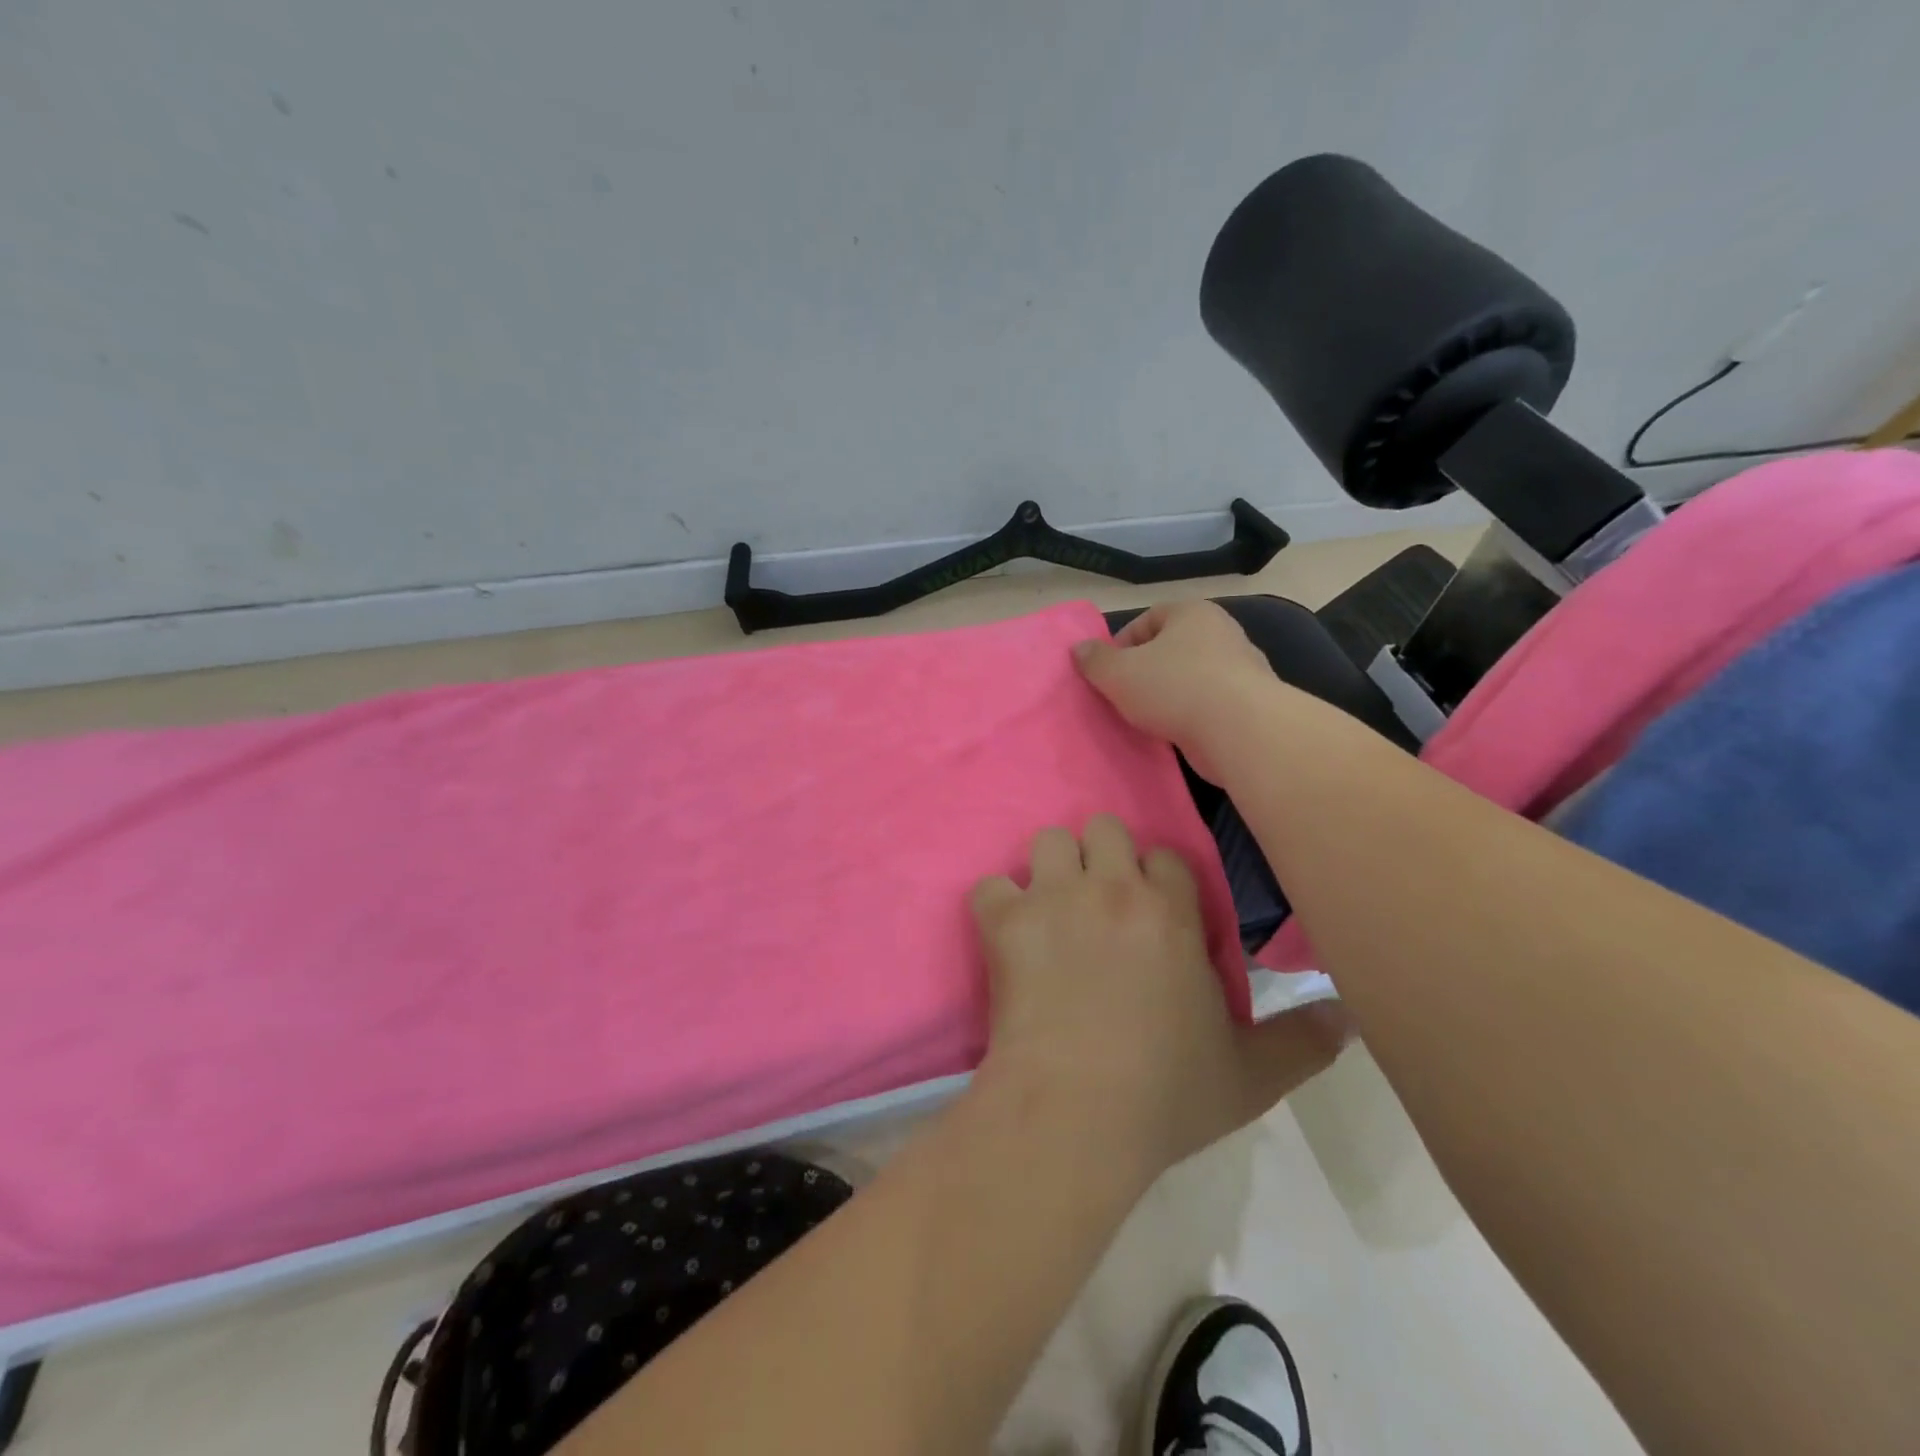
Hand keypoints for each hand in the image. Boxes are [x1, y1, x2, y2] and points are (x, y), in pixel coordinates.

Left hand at [971, 817, 1348, 1179]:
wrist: (1074, 1112)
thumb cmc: (1165, 1093)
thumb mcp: (1251, 1076)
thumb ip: (1304, 1040)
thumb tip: (1352, 1016)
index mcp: (1171, 912)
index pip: (1168, 856)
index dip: (1160, 881)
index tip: (1156, 915)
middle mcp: (1111, 888)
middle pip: (1104, 828)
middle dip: (1102, 858)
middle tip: (1100, 905)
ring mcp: (1053, 898)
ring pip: (1047, 840)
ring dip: (1051, 869)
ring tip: (1053, 911)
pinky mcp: (1004, 921)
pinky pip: (989, 885)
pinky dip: (997, 905)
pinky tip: (1007, 937)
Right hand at [1072, 602, 1275, 780]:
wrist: (1240, 730)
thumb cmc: (1174, 687)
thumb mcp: (1118, 673)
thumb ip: (1095, 660)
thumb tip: (1079, 648)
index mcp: (1192, 613)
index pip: (1149, 618)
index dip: (1123, 644)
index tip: (1109, 673)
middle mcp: (1222, 633)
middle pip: (1172, 648)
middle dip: (1146, 671)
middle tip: (1124, 696)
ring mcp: (1241, 669)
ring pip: (1191, 678)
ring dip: (1169, 695)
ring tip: (1147, 719)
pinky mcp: (1250, 704)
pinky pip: (1209, 705)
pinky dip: (1191, 716)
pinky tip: (1175, 733)